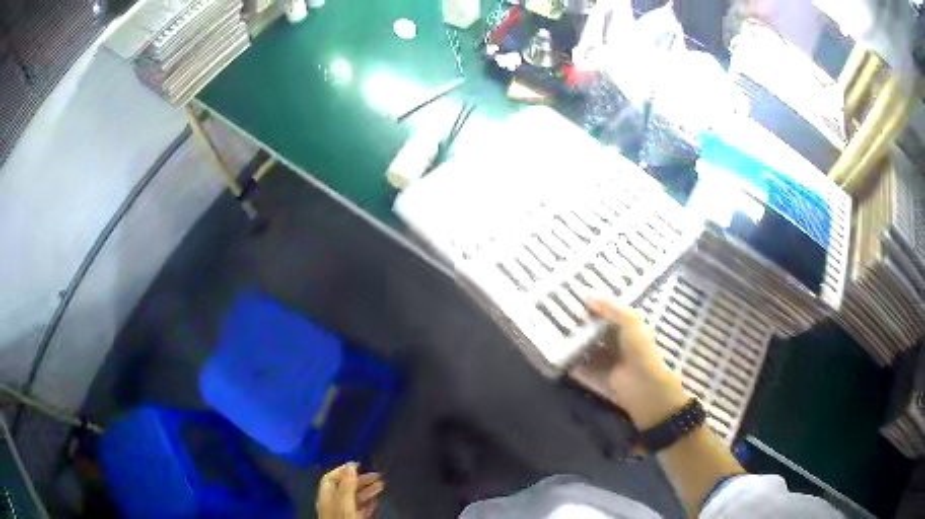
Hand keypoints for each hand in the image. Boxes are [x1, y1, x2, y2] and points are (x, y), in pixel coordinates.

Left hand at [316, 463, 383, 518]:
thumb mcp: (345, 506)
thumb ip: (347, 487)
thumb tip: (351, 465)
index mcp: (326, 499)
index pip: (330, 479)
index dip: (343, 470)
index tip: (361, 464)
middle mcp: (332, 506)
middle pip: (342, 488)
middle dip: (359, 480)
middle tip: (378, 476)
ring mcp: (341, 516)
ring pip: (352, 500)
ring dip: (367, 491)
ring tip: (382, 486)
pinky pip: (359, 511)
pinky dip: (368, 504)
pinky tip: (377, 503)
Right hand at [570, 297, 687, 428]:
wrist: (644, 388)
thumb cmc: (641, 350)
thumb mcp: (630, 321)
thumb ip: (610, 307)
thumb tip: (586, 292)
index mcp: (630, 328)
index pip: (610, 313)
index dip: (595, 305)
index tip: (574, 296)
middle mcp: (619, 343)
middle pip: (597, 331)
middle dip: (581, 324)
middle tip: (558, 314)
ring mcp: (609, 362)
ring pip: (588, 349)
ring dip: (575, 344)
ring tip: (553, 333)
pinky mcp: (600, 378)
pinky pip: (583, 369)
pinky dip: (572, 364)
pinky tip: (558, 357)